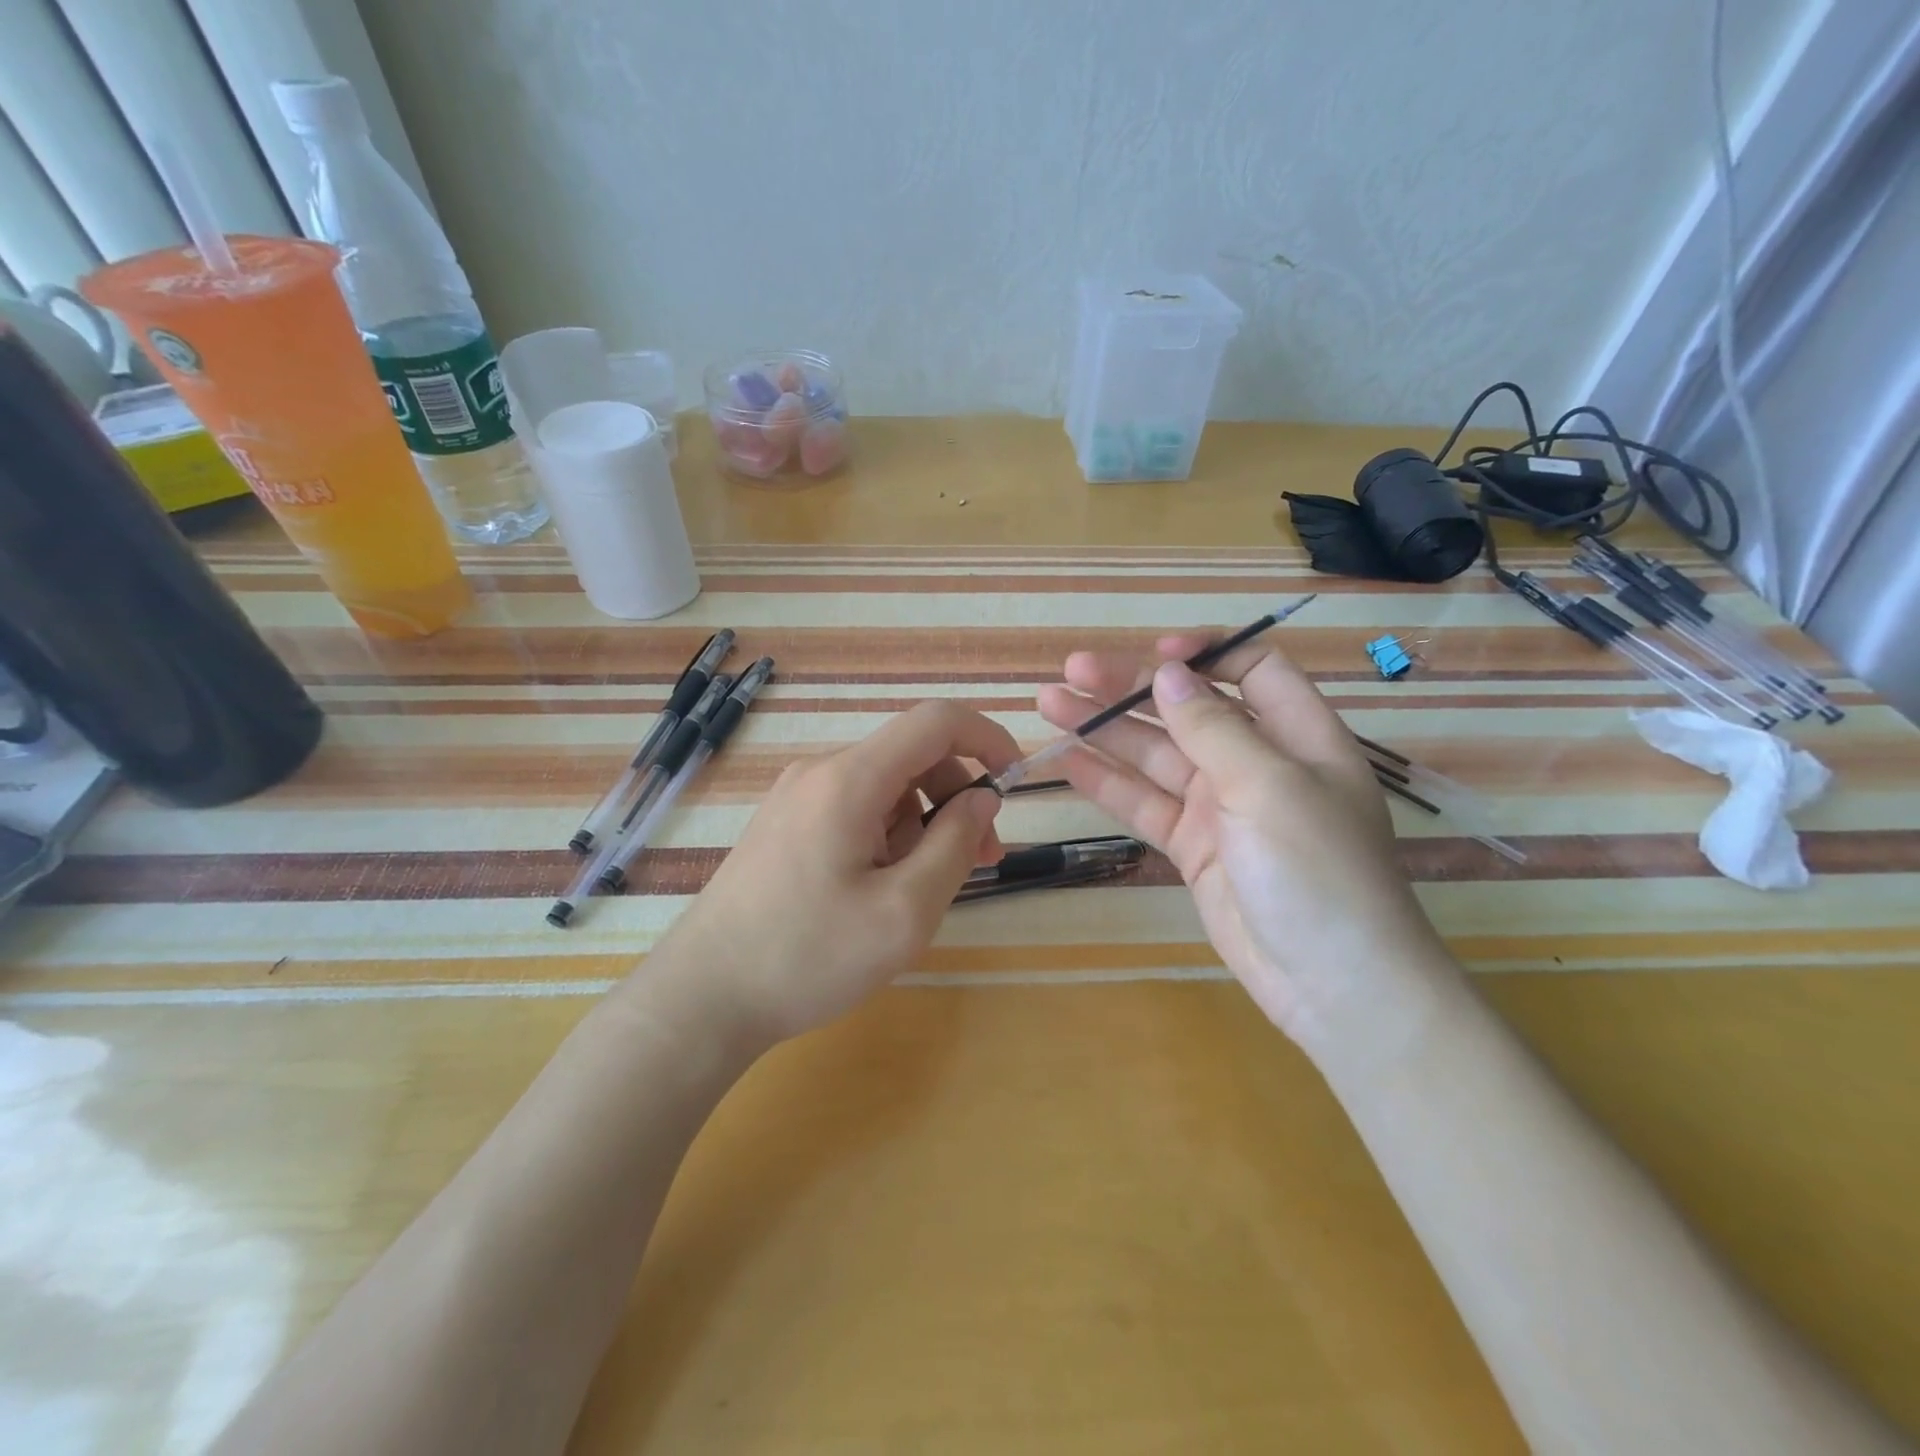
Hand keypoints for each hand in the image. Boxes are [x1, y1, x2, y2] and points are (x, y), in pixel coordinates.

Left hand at [660, 700, 1016, 1045]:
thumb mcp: (904, 911)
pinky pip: (856, 809)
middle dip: (958, 796)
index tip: (1016, 781)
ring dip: (924, 822)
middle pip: (911, 755)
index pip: (935, 721)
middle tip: (984, 858)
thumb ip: (955, 844)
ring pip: (886, 786)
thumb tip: (983, 796)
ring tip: (928, 887)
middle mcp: (820, 772)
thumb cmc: (808, 957)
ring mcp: (796, 797)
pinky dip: (890, 834)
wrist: (702, 998)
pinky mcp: (785, 825)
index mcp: (849, 779)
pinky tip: (884, 888)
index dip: (987, 737)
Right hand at [1038, 637, 1458, 1055]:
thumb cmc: (1317, 872)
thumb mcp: (1269, 787)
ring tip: (1049, 704)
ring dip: (1106, 730)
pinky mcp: (1193, 847)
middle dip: (1131, 687)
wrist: (1331, 985)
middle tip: (1071, 671)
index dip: (1205, 653)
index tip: (1153, 654)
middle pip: (1188, 709)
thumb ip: (1214, 728)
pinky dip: (1108, 783)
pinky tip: (1067, 762)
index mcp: (1298, 736)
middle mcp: (1257, 763)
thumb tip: (1168, 672)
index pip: (1253, 670)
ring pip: (1156, 756)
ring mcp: (1221, 807)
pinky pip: (1145, 804)